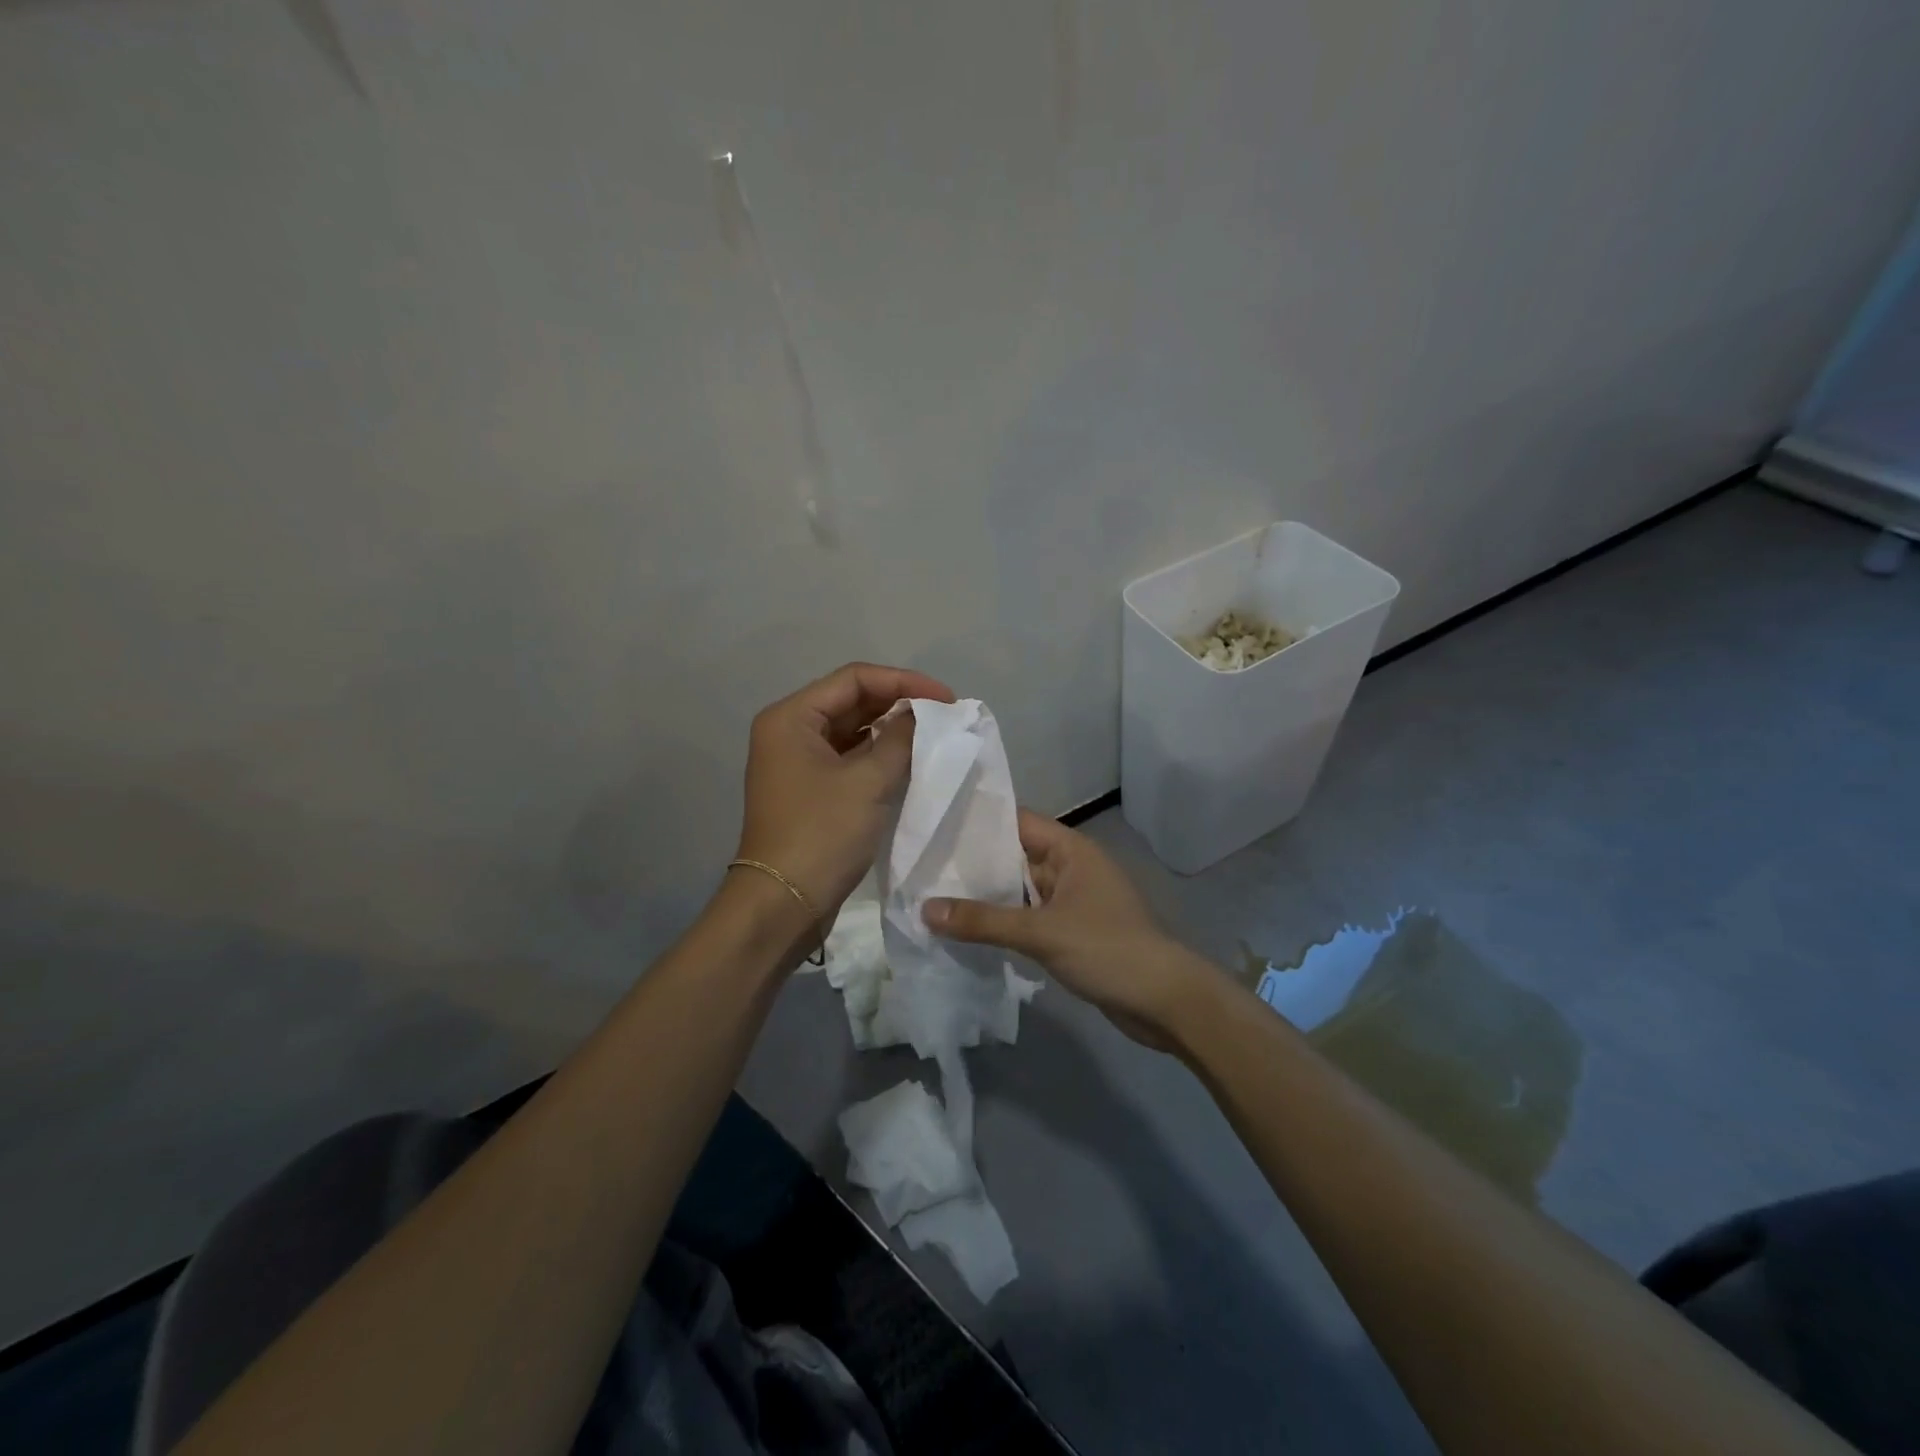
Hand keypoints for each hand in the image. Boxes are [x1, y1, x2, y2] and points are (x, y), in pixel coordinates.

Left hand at [736, 661, 954, 922]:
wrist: (784, 903)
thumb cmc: (823, 834)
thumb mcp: (869, 781)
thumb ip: (900, 738)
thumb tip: (920, 715)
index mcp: (792, 717)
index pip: (854, 679)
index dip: (904, 681)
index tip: (947, 698)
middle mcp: (789, 732)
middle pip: (851, 702)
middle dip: (899, 704)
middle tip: (945, 716)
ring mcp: (797, 762)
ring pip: (851, 732)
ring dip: (890, 731)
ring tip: (933, 736)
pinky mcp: (809, 790)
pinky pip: (848, 759)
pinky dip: (878, 756)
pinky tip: (910, 762)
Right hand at [923, 809, 1214, 1049]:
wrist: (1165, 1001)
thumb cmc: (1107, 949)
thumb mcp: (1041, 932)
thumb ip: (983, 920)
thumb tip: (925, 909)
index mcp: (1070, 849)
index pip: (1017, 822)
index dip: (978, 822)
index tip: (935, 825)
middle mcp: (1071, 868)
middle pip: (1015, 857)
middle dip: (975, 864)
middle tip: (923, 866)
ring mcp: (1073, 901)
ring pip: (1021, 891)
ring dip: (988, 897)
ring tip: (934, 896)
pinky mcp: (1072, 932)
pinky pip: (1030, 918)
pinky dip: (1004, 922)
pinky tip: (969, 931)